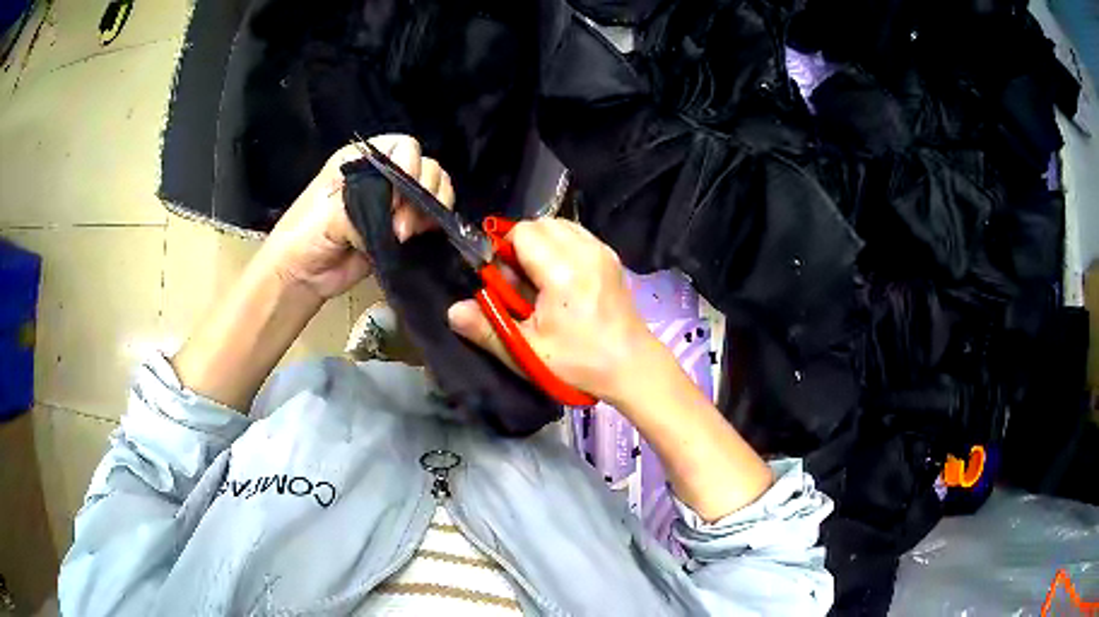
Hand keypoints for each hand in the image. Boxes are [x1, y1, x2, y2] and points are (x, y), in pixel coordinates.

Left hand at [257, 134, 454, 300]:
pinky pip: (431, 218)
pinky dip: (434, 224)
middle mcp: (381, 176)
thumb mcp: (331, 213)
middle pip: (426, 167)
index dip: (410, 165)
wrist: (301, 276)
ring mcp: (393, 203)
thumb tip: (398, 218)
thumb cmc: (305, 236)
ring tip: (406, 234)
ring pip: (433, 190)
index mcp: (361, 161)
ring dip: (430, 209)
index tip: (398, 195)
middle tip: (401, 224)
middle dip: (422, 193)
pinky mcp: (401, 228)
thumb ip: (367, 206)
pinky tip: (422, 236)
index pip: (403, 147)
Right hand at [447, 218, 664, 403]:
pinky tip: (561, 276)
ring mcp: (602, 251)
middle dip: (521, 245)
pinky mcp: (611, 256)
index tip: (503, 280)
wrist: (632, 366)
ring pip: (559, 225)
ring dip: (541, 243)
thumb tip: (452, 311)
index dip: (504, 251)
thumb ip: (487, 329)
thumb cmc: (579, 362)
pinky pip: (577, 234)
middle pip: (540, 224)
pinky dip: (561, 245)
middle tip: (520, 281)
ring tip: (539, 278)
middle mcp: (585, 251)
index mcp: (563, 271)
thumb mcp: (528, 352)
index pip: (522, 232)